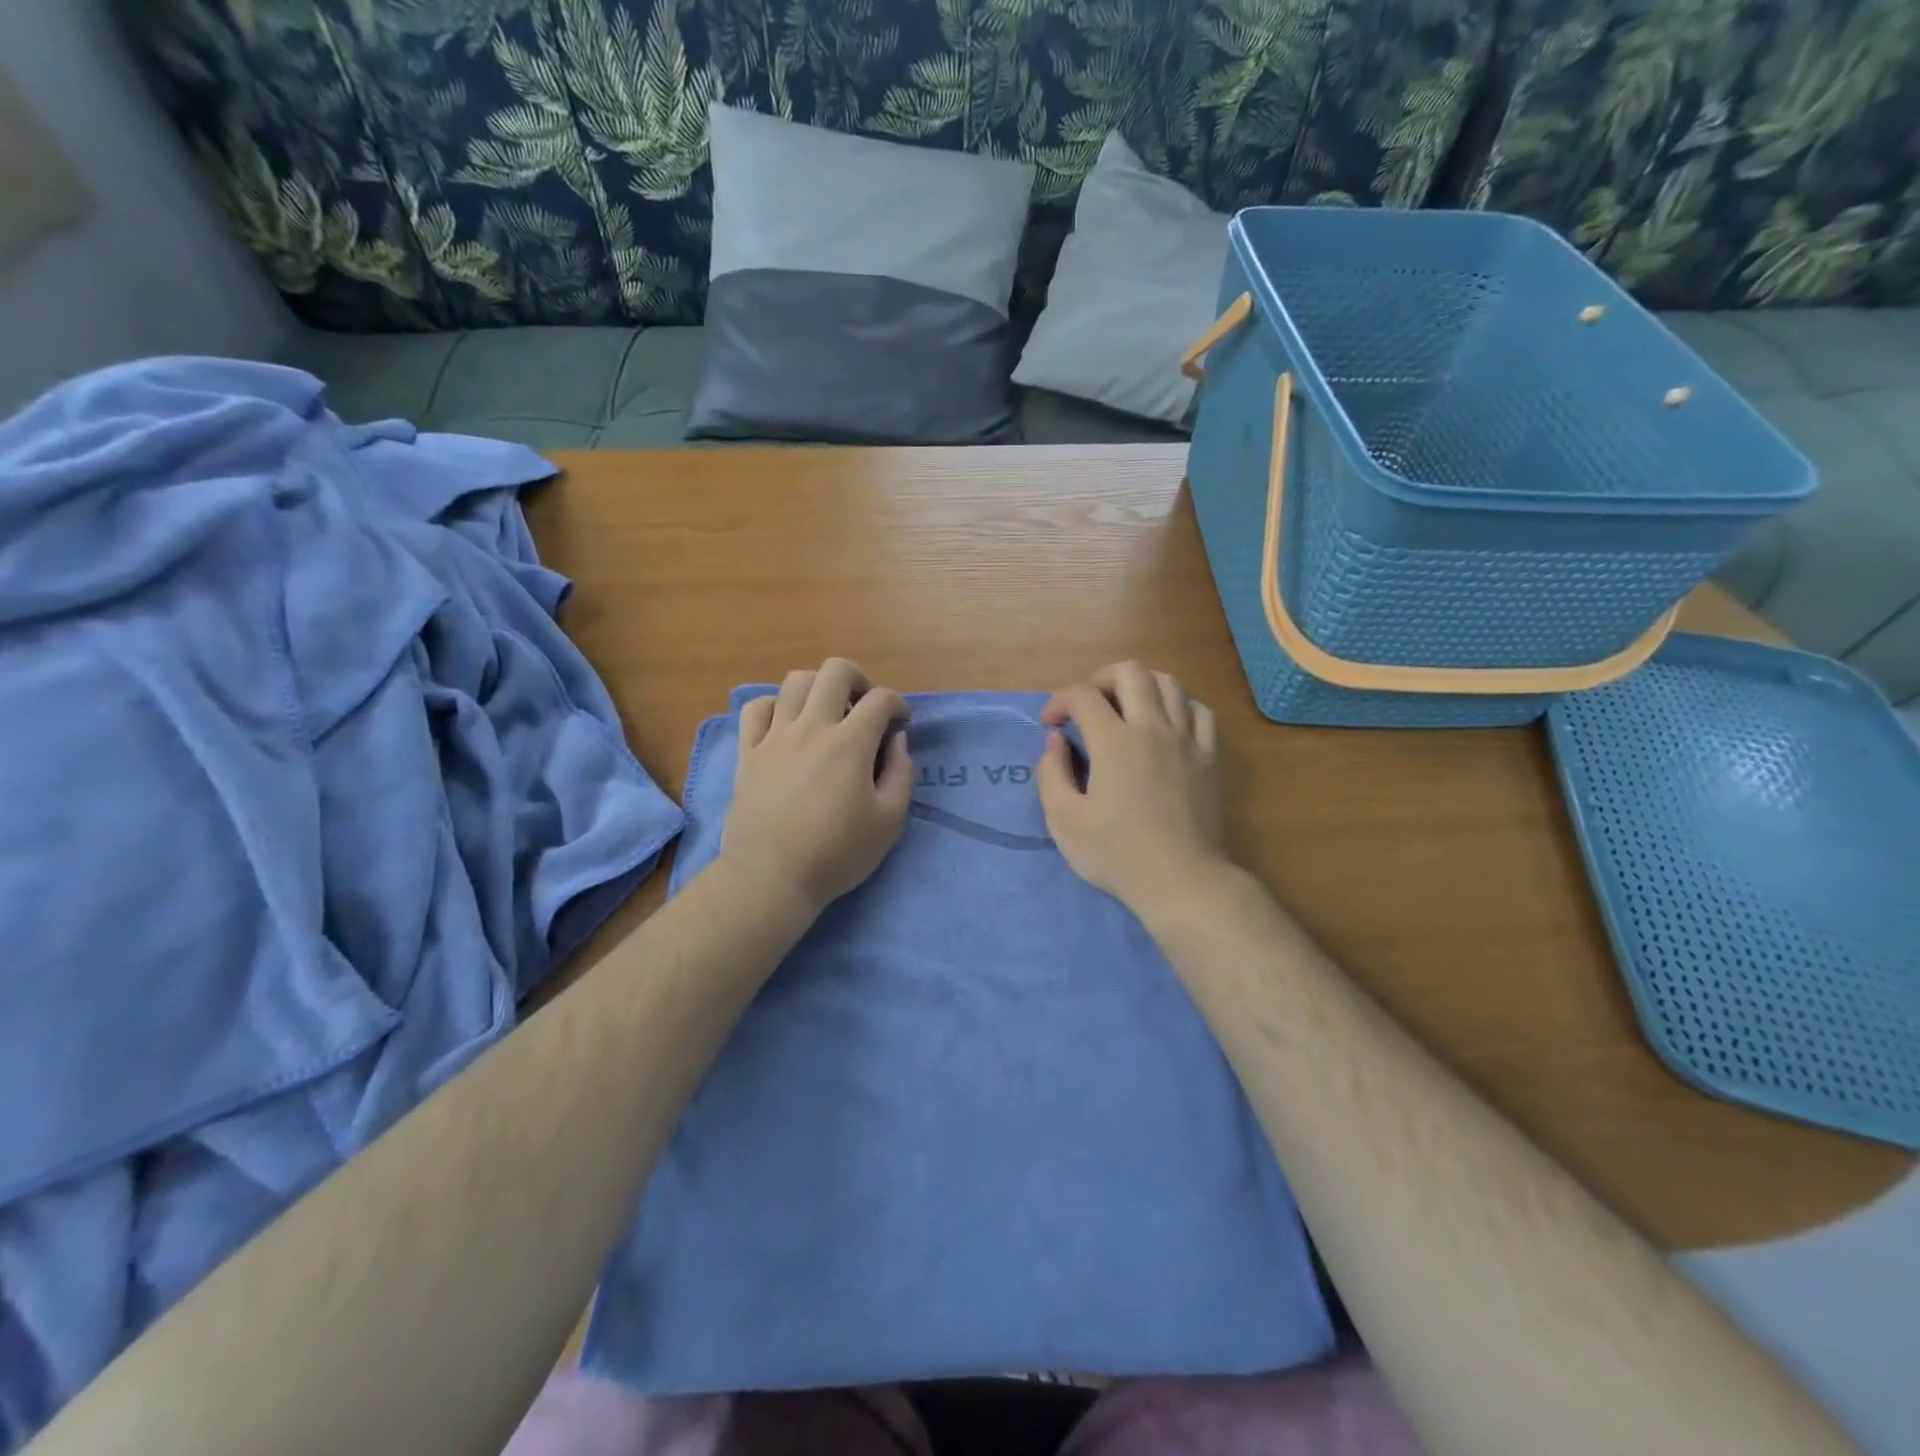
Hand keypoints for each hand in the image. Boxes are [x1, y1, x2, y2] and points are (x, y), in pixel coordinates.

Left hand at [718, 659, 912, 916]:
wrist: (771, 878)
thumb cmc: (837, 854)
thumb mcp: (889, 822)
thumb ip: (901, 774)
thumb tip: (897, 742)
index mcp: (850, 743)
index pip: (880, 699)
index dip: (898, 704)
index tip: (901, 725)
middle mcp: (811, 728)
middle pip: (835, 671)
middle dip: (858, 679)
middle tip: (864, 706)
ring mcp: (774, 737)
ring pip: (794, 681)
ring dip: (818, 687)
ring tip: (826, 712)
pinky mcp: (748, 752)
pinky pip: (755, 708)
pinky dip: (774, 705)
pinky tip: (785, 724)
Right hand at [1037, 662, 1230, 916]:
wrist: (1181, 880)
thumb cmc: (1116, 854)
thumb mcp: (1064, 820)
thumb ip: (1051, 773)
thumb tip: (1056, 742)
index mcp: (1113, 742)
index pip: (1083, 696)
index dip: (1059, 701)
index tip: (1050, 725)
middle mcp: (1152, 728)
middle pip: (1131, 672)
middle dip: (1101, 678)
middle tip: (1088, 704)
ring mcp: (1186, 740)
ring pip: (1169, 684)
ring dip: (1141, 686)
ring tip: (1126, 708)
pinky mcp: (1210, 757)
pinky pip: (1199, 711)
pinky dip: (1179, 706)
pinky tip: (1167, 724)